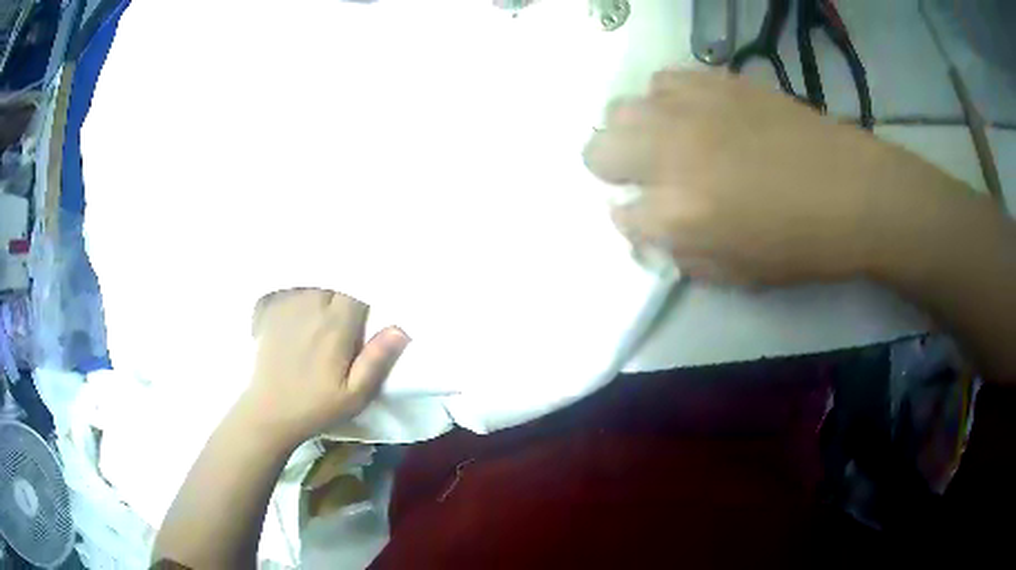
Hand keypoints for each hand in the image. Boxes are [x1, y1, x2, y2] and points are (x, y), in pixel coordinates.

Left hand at [241, 289, 408, 446]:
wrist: (270, 412)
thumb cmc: (316, 406)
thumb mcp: (355, 395)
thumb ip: (376, 360)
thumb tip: (399, 329)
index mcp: (335, 325)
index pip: (357, 289)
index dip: (367, 290)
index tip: (370, 305)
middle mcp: (311, 306)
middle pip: (335, 281)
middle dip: (344, 290)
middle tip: (348, 308)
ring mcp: (287, 305)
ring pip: (313, 281)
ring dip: (323, 288)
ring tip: (318, 304)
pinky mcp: (270, 310)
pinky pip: (290, 287)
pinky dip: (299, 290)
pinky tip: (297, 305)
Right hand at [583, 69, 948, 284]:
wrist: (851, 191)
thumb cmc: (799, 245)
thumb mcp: (735, 274)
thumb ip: (682, 255)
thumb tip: (651, 231)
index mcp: (676, 215)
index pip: (619, 215)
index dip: (633, 222)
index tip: (652, 222)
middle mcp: (669, 155)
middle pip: (597, 150)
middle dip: (612, 169)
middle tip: (645, 178)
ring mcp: (690, 111)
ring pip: (623, 108)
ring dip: (636, 131)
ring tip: (668, 142)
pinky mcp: (715, 82)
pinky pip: (664, 81)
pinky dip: (667, 100)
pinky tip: (693, 114)